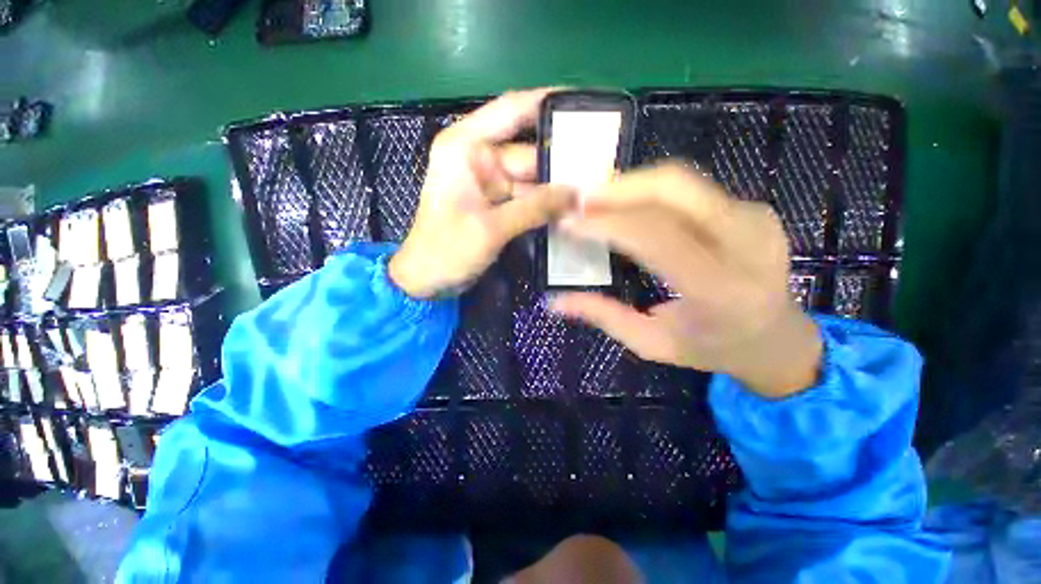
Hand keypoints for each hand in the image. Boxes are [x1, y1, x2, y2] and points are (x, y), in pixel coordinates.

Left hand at [389, 89, 576, 298]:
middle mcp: (479, 158)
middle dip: (562, 161)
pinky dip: (547, 204)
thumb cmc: (446, 250)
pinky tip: (573, 207)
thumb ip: (535, 208)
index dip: (548, 102)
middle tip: (602, 165)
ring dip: (558, 187)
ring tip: (596, 189)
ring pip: (532, 177)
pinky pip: (529, 197)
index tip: (583, 104)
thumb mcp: (491, 227)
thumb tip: (578, 195)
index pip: (511, 111)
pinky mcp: (498, 204)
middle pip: (529, 151)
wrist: (427, 279)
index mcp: (466, 147)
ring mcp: (490, 182)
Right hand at [550, 164, 821, 397]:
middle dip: (619, 188)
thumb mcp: (652, 344)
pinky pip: (692, 189)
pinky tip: (628, 205)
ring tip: (596, 200)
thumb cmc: (712, 349)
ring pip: (683, 182)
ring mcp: (756, 220)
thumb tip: (555, 301)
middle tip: (580, 199)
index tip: (569, 222)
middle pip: (675, 190)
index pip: (657, 238)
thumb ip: (604, 317)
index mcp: (720, 290)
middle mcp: (746, 245)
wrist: (777, 341)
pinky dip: (651, 191)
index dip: (607, 224)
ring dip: (632, 185)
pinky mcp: (755, 209)